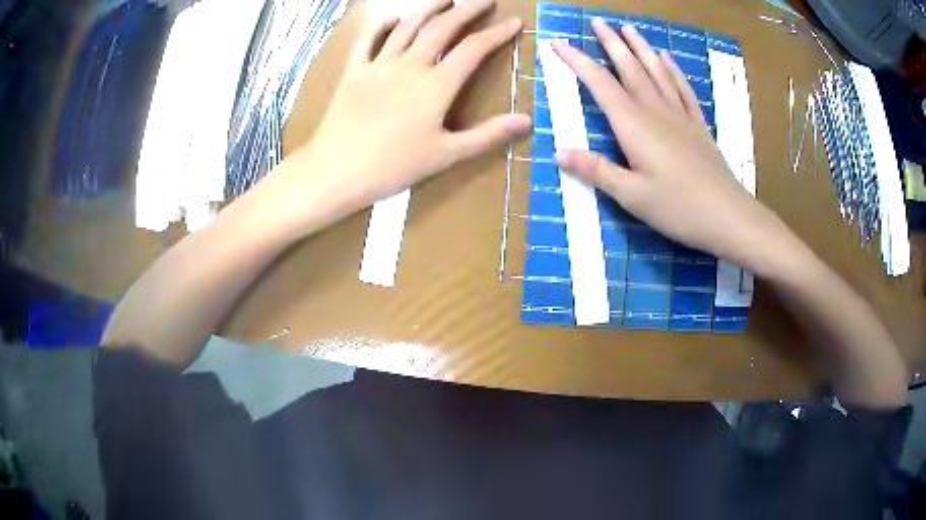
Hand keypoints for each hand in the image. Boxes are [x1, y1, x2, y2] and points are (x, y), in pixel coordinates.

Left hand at [280, 0, 529, 220]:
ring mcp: (379, 64)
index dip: (497, 33)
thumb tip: (527, 120)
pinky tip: (393, 18)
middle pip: (443, 27)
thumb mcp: (447, 154)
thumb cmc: (394, 167)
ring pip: (408, 26)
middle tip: (483, 0)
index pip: (473, 49)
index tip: (513, 22)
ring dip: (430, 8)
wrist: (337, 170)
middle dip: (467, 10)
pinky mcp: (355, 70)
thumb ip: (488, 135)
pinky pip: (369, 39)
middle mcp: (410, 65)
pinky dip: (383, 24)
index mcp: (436, 85)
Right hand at [552, 20, 787, 271]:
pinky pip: (682, 90)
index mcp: (634, 126)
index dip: (577, 62)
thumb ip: (597, 171)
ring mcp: (680, 116)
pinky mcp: (697, 126)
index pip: (600, 84)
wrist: (728, 216)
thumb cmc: (678, 208)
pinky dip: (673, 71)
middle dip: (611, 43)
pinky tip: (667, 59)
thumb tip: (560, 152)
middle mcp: (655, 111)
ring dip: (641, 48)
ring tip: (629, 28)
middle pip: (630, 69)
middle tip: (598, 22)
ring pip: (656, 72)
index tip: (558, 43)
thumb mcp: (632, 196)